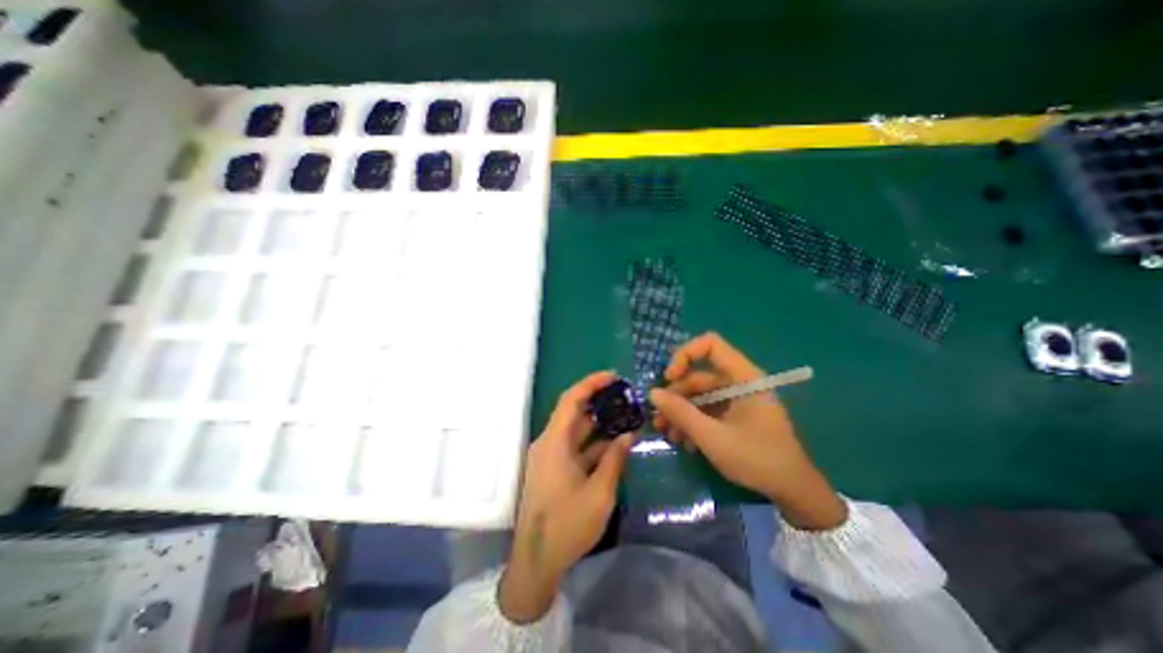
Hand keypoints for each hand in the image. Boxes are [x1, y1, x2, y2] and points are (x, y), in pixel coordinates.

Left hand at [495, 373, 631, 622]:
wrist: (536, 562)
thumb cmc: (567, 526)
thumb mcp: (599, 493)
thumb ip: (614, 460)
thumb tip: (628, 435)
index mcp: (554, 443)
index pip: (571, 400)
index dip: (591, 384)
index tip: (613, 376)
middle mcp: (549, 443)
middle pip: (574, 412)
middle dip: (599, 402)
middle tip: (625, 396)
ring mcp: (550, 456)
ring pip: (576, 430)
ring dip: (599, 424)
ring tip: (625, 416)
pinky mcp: (553, 468)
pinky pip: (575, 447)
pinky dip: (594, 443)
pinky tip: (615, 444)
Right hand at [653, 332, 845, 529]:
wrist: (793, 492)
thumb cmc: (757, 459)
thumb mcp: (713, 437)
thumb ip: (681, 413)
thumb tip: (653, 393)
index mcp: (743, 377)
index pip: (710, 345)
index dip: (685, 354)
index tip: (669, 378)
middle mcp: (739, 382)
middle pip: (699, 375)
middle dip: (675, 395)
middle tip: (658, 417)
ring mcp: (737, 399)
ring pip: (700, 395)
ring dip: (680, 411)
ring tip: (665, 433)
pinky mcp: (735, 415)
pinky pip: (707, 409)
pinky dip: (693, 421)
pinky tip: (683, 442)